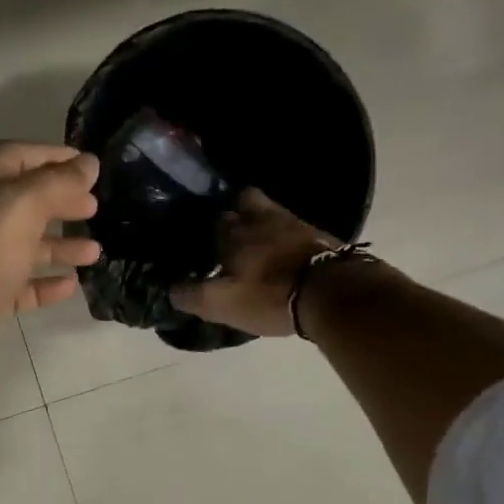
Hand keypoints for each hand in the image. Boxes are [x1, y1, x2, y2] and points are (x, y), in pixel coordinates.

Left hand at [0, 142, 100, 391]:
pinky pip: (18, 285)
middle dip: (58, 201)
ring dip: (58, 245)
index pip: (13, 157)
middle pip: (19, 201)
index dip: (50, 156)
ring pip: (21, 246)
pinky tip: (71, 285)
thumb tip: (88, 163)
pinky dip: (44, 282)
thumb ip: (55, 183)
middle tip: (94, 208)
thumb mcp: (17, 208)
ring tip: (94, 252)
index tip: (89, 166)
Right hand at [170, 188, 341, 336]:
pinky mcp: (319, 234)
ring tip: (256, 242)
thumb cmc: (269, 295)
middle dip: (234, 210)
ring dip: (261, 222)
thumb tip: (171, 288)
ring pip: (270, 212)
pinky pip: (293, 227)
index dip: (203, 226)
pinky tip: (282, 253)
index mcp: (232, 230)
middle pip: (243, 200)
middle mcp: (261, 217)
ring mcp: (294, 222)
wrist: (333, 294)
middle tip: (228, 230)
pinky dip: (285, 236)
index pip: (210, 216)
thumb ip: (189, 295)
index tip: (198, 238)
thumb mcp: (220, 303)